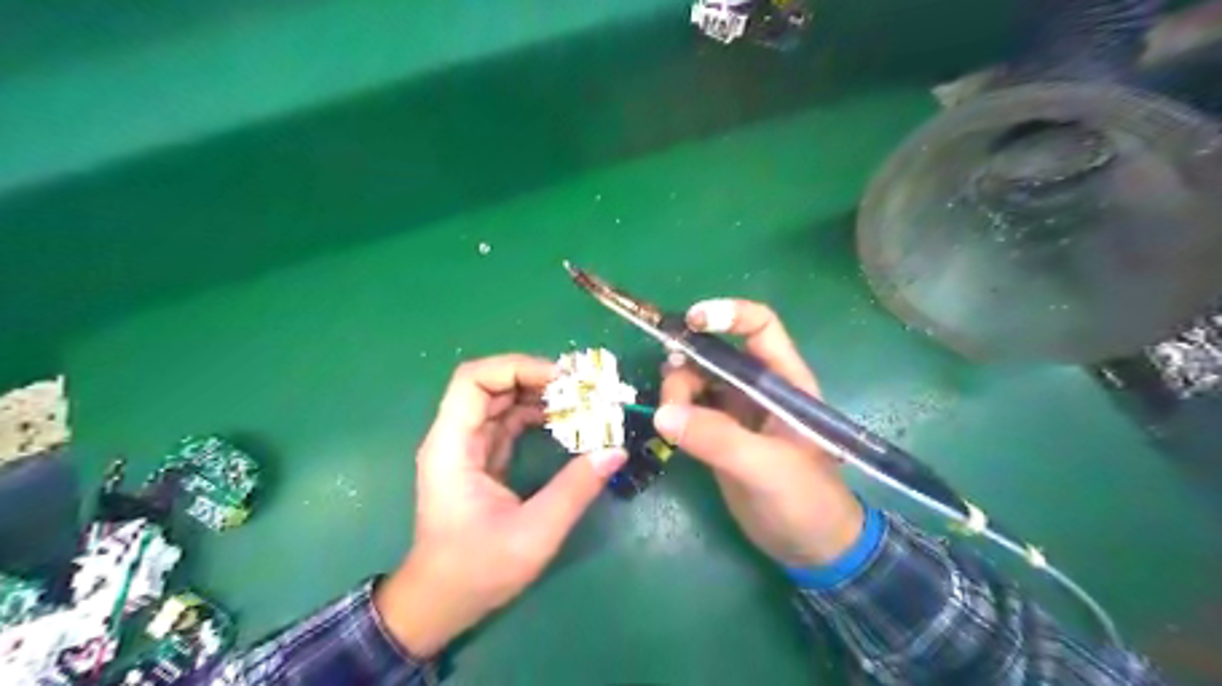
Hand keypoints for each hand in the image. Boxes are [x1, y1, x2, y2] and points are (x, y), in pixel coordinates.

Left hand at [375, 356, 623, 656]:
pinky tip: (566, 422)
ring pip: (502, 401)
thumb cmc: (477, 571)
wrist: (441, 603)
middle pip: (492, 385)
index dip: (516, 367)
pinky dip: (537, 416)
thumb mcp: (533, 534)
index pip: (473, 380)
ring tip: (581, 401)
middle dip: (536, 379)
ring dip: (540, 396)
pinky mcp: (482, 459)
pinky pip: (509, 422)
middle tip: (582, 388)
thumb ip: (574, 490)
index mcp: (452, 446)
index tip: (560, 379)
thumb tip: (615, 451)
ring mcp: (468, 447)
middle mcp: (455, 437)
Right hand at [654, 301, 862, 568]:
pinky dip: (674, 410)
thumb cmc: (806, 502)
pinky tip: (668, 426)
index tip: (691, 322)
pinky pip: (690, 407)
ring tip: (670, 419)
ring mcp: (737, 411)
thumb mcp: (766, 468)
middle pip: (715, 353)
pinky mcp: (720, 433)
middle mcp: (759, 388)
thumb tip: (663, 413)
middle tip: (672, 396)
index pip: (759, 327)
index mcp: (785, 381)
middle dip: (688, 362)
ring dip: (677, 389)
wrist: (811, 548)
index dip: (727, 315)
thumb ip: (718, 439)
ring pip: (697, 378)